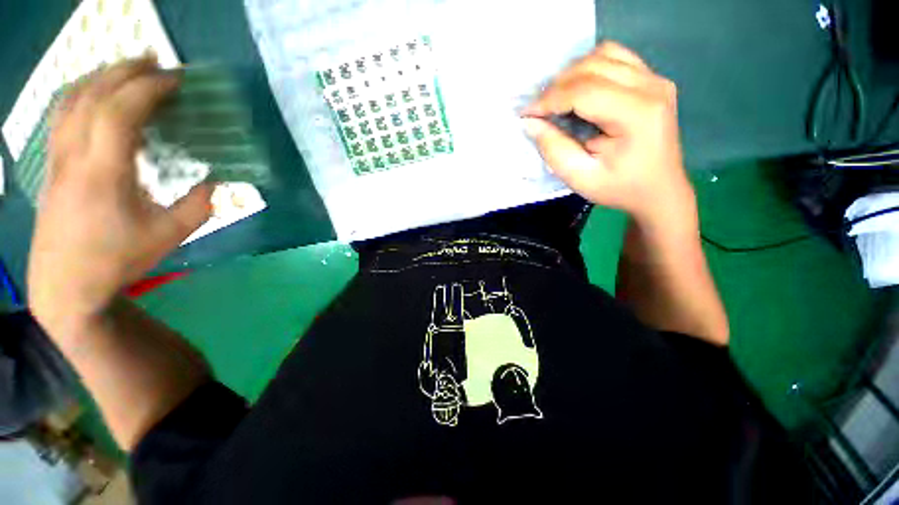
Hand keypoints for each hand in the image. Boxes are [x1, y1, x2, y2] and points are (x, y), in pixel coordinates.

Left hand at [28, 57, 212, 335]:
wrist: (66, 283)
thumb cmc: (119, 259)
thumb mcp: (170, 236)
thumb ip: (200, 205)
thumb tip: (219, 182)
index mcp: (104, 172)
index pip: (121, 111)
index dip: (150, 88)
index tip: (177, 79)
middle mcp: (74, 154)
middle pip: (94, 94)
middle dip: (126, 70)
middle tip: (156, 61)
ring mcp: (57, 157)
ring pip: (72, 98)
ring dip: (101, 76)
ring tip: (128, 69)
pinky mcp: (51, 163)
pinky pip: (62, 113)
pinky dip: (82, 92)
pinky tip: (97, 93)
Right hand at [522, 42, 696, 229]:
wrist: (658, 189)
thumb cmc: (619, 188)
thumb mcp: (580, 178)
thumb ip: (553, 149)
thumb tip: (531, 122)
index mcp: (637, 114)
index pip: (584, 91)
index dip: (549, 99)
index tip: (526, 114)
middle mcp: (651, 86)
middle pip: (593, 66)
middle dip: (557, 86)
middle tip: (538, 110)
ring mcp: (655, 79)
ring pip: (603, 54)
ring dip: (573, 73)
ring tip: (556, 99)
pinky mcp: (653, 79)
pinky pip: (616, 57)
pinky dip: (590, 68)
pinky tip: (578, 90)